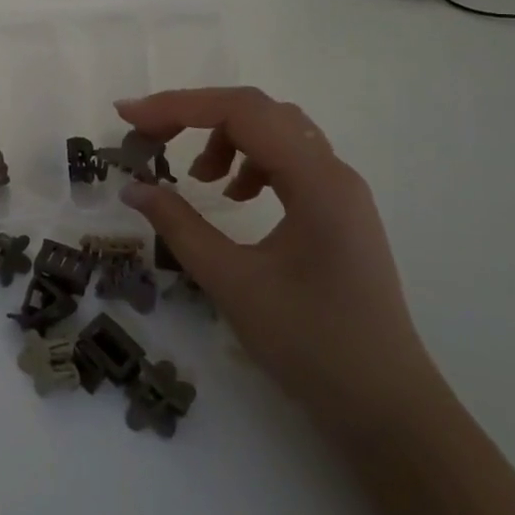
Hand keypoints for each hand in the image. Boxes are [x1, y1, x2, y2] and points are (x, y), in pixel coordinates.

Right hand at [114, 87, 442, 432]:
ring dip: (226, 138)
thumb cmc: (310, 344)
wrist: (386, 408)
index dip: (178, 106)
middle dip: (197, 115)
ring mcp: (340, 192)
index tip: (128, 118)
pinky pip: (288, 161)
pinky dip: (250, 162)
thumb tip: (133, 187)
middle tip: (150, 137)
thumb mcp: (232, 282)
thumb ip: (179, 226)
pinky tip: (233, 197)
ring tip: (199, 178)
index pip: (240, 112)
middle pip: (258, 111)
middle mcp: (333, 172)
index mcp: (316, 180)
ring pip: (276, 131)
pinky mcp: (338, 212)